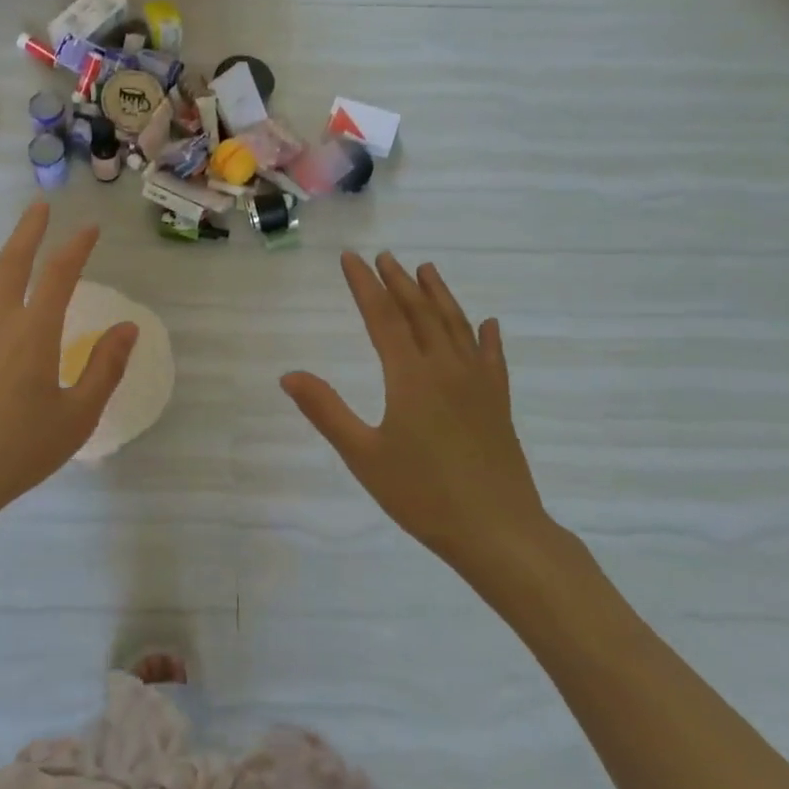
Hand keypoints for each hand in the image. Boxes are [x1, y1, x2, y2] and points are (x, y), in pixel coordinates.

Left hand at [0, 204, 137, 527]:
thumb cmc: (18, 451)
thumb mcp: (77, 416)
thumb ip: (104, 368)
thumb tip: (128, 328)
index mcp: (33, 332)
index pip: (59, 275)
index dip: (76, 247)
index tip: (90, 228)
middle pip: (11, 263)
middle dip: (27, 231)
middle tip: (37, 206)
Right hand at [281, 253, 557, 574]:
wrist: (499, 532)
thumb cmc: (423, 495)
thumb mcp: (364, 455)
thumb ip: (326, 411)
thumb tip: (289, 375)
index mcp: (410, 376)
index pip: (382, 318)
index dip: (364, 285)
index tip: (350, 259)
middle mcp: (446, 368)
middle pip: (420, 313)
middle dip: (399, 282)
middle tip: (384, 256)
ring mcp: (478, 384)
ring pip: (457, 326)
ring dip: (439, 296)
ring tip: (427, 270)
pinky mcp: (499, 403)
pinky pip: (493, 358)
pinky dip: (487, 336)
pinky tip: (488, 324)